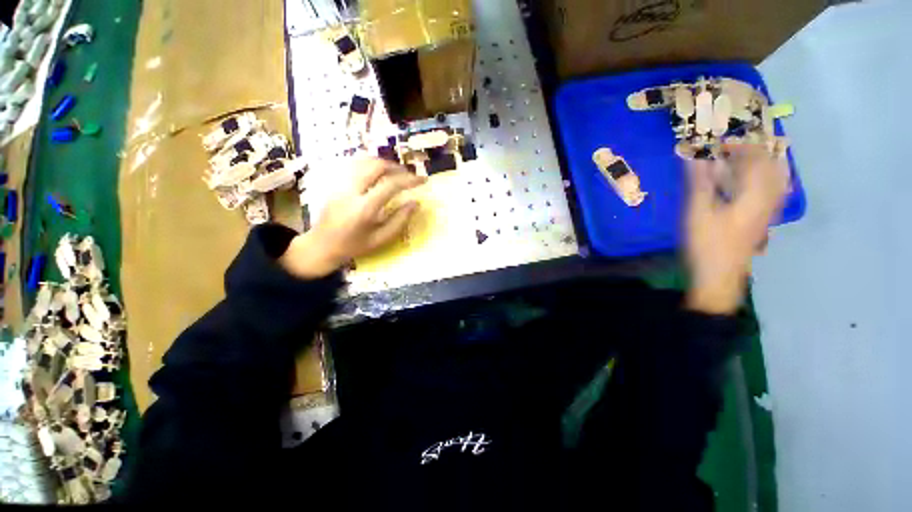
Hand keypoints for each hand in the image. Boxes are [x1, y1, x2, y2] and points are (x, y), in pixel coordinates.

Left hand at [280, 158, 426, 277]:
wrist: (321, 246)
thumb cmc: (354, 246)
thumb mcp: (381, 239)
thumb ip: (400, 221)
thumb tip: (416, 203)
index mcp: (364, 208)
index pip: (391, 185)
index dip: (410, 180)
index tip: (423, 180)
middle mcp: (351, 191)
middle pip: (376, 166)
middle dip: (397, 167)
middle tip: (409, 175)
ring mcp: (340, 184)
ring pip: (364, 161)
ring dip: (384, 163)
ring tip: (396, 172)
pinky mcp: (335, 183)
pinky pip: (355, 165)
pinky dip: (370, 165)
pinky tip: (378, 173)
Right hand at [685, 144, 788, 313]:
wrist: (719, 276)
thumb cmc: (707, 243)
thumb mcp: (697, 212)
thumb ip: (699, 183)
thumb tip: (694, 157)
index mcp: (754, 194)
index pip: (756, 159)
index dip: (741, 145)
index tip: (722, 142)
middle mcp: (768, 199)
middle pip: (773, 167)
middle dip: (756, 152)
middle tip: (736, 146)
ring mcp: (768, 212)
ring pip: (777, 180)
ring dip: (765, 164)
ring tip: (748, 158)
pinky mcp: (762, 222)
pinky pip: (774, 193)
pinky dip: (768, 181)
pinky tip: (758, 182)